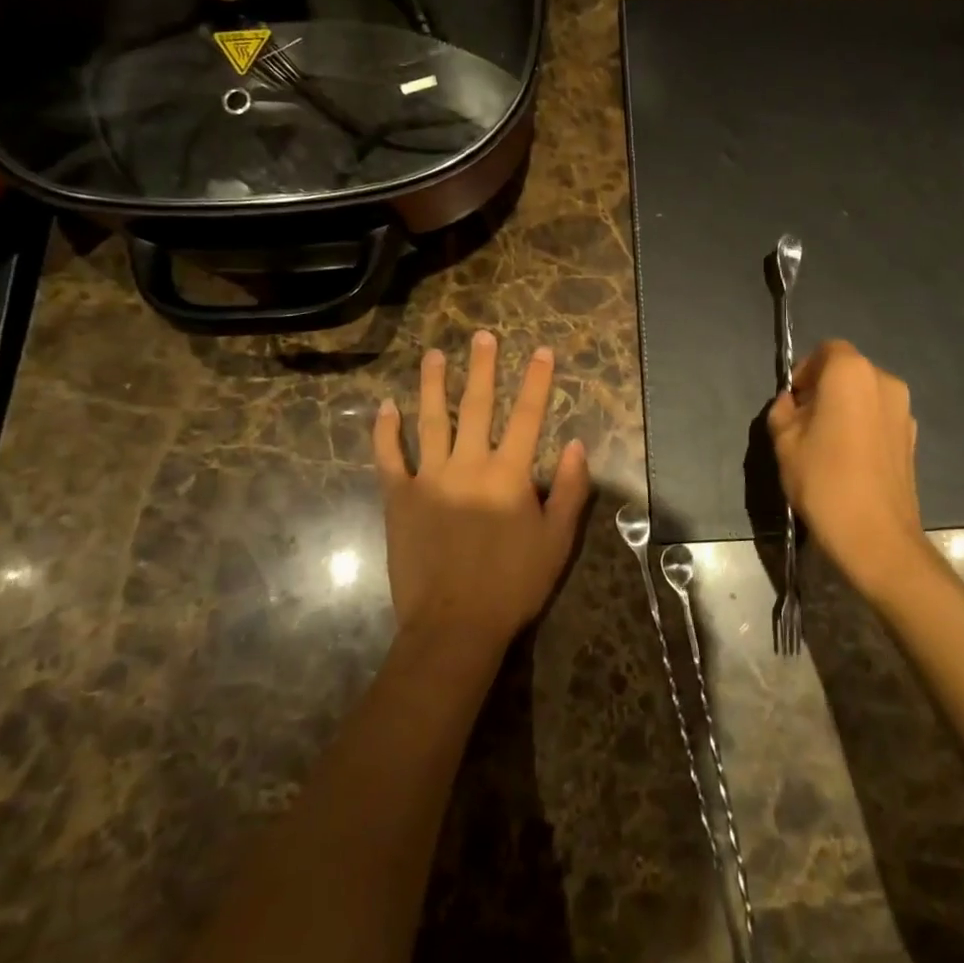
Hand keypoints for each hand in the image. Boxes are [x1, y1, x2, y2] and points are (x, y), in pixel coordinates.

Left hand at [374, 331, 590, 650]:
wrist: (454, 626)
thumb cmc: (513, 584)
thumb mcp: (558, 541)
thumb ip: (571, 490)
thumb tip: (577, 445)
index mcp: (509, 474)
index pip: (527, 416)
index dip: (536, 381)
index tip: (541, 351)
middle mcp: (469, 465)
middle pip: (476, 406)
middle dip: (481, 368)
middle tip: (482, 336)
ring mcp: (430, 478)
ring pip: (430, 421)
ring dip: (432, 385)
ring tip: (433, 355)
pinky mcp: (399, 499)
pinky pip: (389, 457)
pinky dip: (386, 431)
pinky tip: (385, 406)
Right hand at [767, 339, 930, 601]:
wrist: (876, 536)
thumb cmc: (823, 480)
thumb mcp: (784, 442)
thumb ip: (783, 411)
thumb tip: (792, 402)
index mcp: (850, 372)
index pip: (826, 350)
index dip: (806, 370)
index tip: (793, 401)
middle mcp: (884, 381)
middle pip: (848, 370)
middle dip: (824, 388)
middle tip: (805, 422)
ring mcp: (904, 410)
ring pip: (866, 394)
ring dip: (845, 406)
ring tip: (827, 443)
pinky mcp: (912, 437)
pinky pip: (880, 417)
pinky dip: (863, 425)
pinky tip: (849, 459)